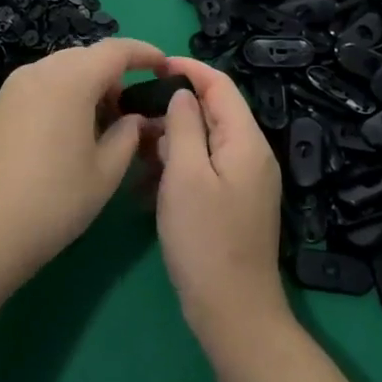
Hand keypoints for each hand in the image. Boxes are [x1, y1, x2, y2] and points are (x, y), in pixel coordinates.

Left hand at [0, 38, 164, 292]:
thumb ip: (128, 135)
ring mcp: (15, 85)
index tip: (165, 67)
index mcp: (70, 78)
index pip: (115, 50)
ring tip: (104, 124)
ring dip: (89, 84)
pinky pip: (43, 84)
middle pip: (87, 56)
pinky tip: (72, 131)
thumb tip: (135, 118)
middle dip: (115, 73)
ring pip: (63, 69)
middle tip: (133, 109)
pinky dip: (65, 94)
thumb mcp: (105, 173)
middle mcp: (41, 70)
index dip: (144, 53)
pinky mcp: (0, 104)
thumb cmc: (53, 201)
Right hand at [154, 56, 287, 344]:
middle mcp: (251, 154)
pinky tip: (144, 189)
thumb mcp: (185, 175)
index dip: (188, 69)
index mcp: (246, 141)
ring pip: (202, 142)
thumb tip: (181, 93)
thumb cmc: (205, 240)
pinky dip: (175, 170)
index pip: (220, 85)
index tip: (152, 66)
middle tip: (131, 116)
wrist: (234, 315)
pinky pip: (202, 170)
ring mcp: (243, 181)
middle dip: (171, 110)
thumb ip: (184, 125)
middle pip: (211, 112)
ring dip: (168, 142)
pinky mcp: (232, 203)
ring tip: (132, 152)